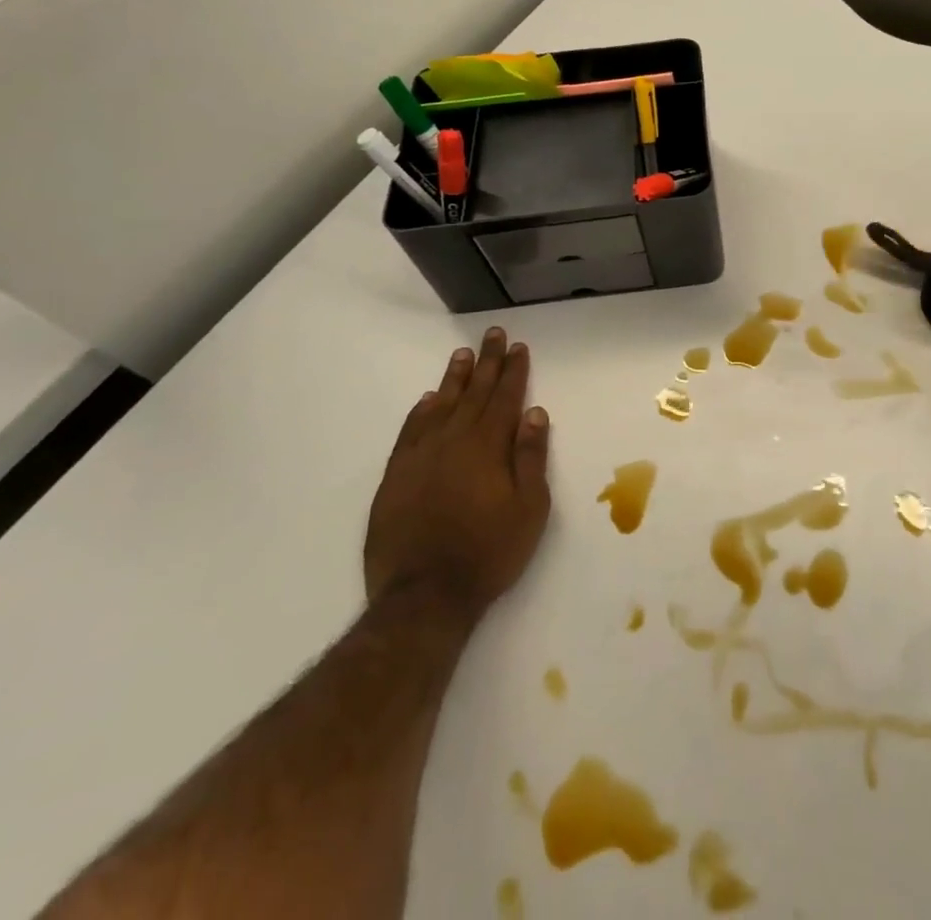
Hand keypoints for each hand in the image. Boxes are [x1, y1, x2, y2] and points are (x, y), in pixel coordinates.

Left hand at [364, 327, 550, 615]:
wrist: (424, 595)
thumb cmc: (489, 551)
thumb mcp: (529, 508)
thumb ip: (531, 457)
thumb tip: (534, 413)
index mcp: (488, 446)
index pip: (505, 398)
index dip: (513, 371)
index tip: (518, 347)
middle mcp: (454, 441)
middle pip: (474, 393)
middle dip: (487, 363)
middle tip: (493, 335)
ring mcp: (420, 457)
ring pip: (441, 406)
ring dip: (454, 379)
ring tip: (462, 355)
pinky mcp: (396, 477)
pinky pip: (410, 432)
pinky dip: (420, 412)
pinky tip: (428, 400)